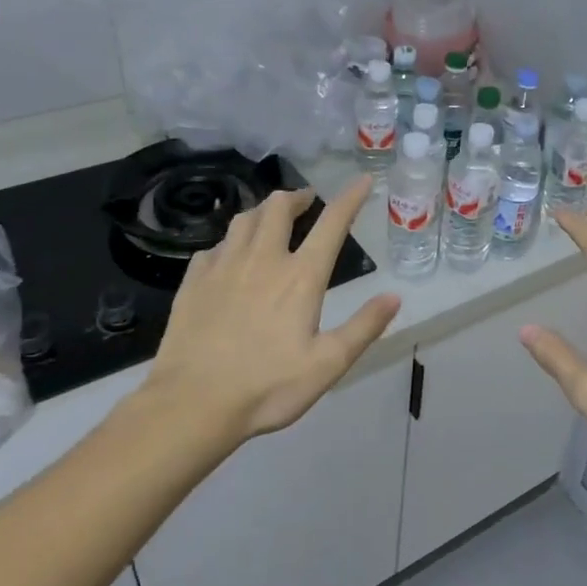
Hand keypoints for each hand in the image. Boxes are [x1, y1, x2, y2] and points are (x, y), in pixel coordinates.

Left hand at [134, 178, 400, 445]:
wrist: (192, 404)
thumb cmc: (267, 387)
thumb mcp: (328, 364)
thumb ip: (363, 327)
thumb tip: (394, 296)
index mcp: (300, 277)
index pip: (331, 223)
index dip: (350, 198)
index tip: (362, 180)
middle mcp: (262, 260)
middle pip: (278, 207)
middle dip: (297, 196)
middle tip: (306, 200)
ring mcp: (222, 267)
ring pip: (244, 220)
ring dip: (262, 212)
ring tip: (270, 220)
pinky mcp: (193, 282)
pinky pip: (213, 247)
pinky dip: (229, 243)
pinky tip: (229, 257)